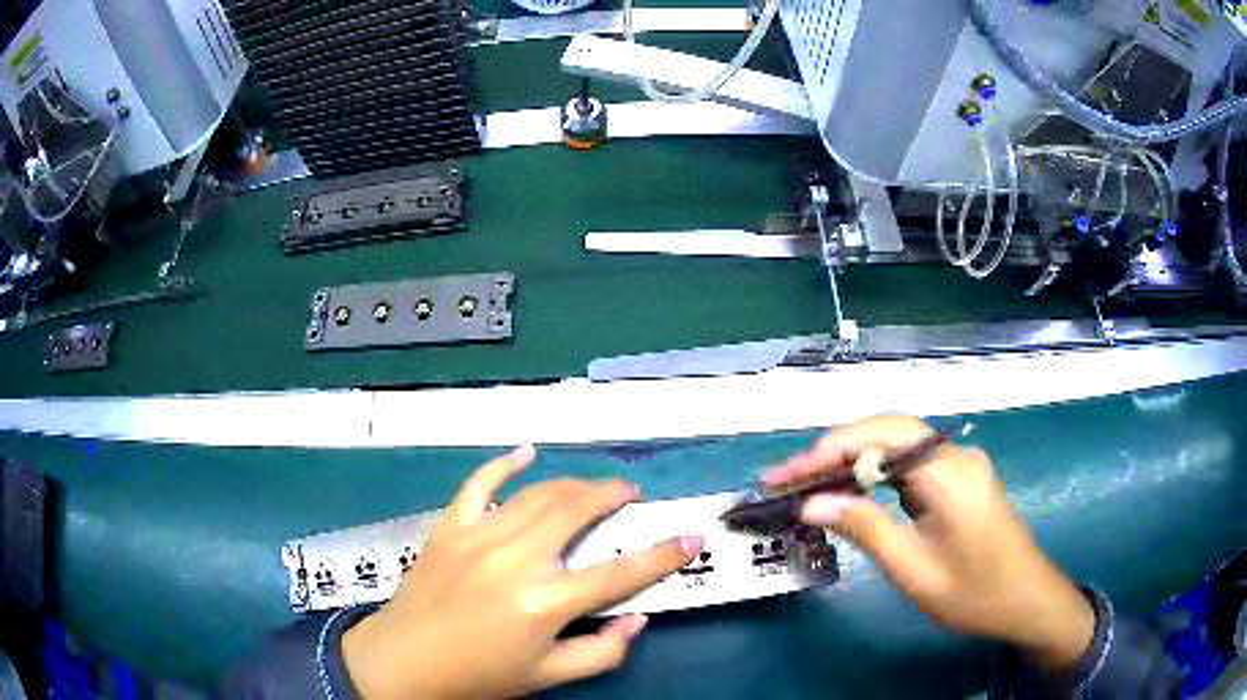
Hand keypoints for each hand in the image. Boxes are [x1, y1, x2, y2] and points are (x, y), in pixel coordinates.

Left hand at [341, 445, 702, 698]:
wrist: (405, 662)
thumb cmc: (479, 675)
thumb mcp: (547, 676)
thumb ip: (602, 652)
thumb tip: (637, 619)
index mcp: (544, 603)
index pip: (619, 574)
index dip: (662, 555)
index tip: (690, 537)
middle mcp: (516, 560)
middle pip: (577, 512)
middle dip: (612, 496)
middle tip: (630, 495)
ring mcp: (479, 537)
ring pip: (538, 494)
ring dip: (573, 484)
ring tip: (593, 487)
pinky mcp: (450, 528)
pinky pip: (478, 484)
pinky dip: (503, 464)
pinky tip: (526, 453)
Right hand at [763, 416, 1094, 670]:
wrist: (1027, 602)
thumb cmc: (974, 594)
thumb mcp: (915, 570)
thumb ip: (865, 529)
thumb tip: (812, 504)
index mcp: (948, 473)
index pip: (879, 440)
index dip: (826, 453)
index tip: (783, 477)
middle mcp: (954, 455)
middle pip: (886, 432)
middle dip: (833, 451)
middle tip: (787, 479)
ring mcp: (960, 464)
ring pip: (897, 446)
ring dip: (852, 460)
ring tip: (808, 483)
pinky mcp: (960, 479)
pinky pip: (911, 464)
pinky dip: (876, 473)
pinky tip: (853, 490)